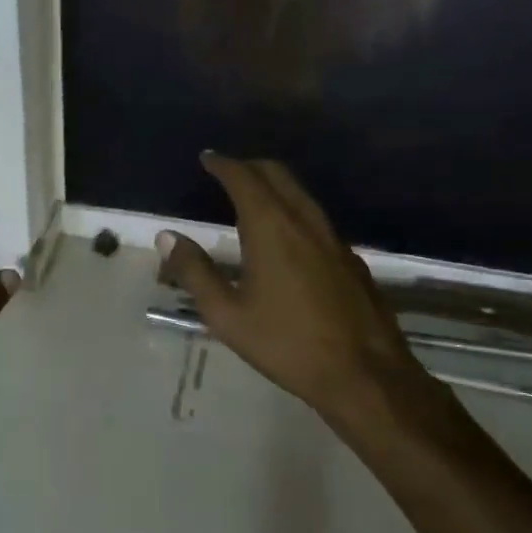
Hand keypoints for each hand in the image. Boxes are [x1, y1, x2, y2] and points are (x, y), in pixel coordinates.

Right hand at [157, 154, 436, 422]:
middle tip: (227, 171)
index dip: (223, 164)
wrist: (364, 374)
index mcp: (272, 228)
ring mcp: (334, 239)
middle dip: (250, 167)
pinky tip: (286, 236)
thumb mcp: (227, 314)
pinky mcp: (351, 259)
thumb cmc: (286, 344)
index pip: (244, 179)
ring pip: (301, 194)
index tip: (208, 158)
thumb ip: (195, 272)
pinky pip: (316, 218)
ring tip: (251, 197)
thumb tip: (167, 237)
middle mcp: (305, 222)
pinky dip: (293, 209)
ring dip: (274, 186)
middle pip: (278, 175)